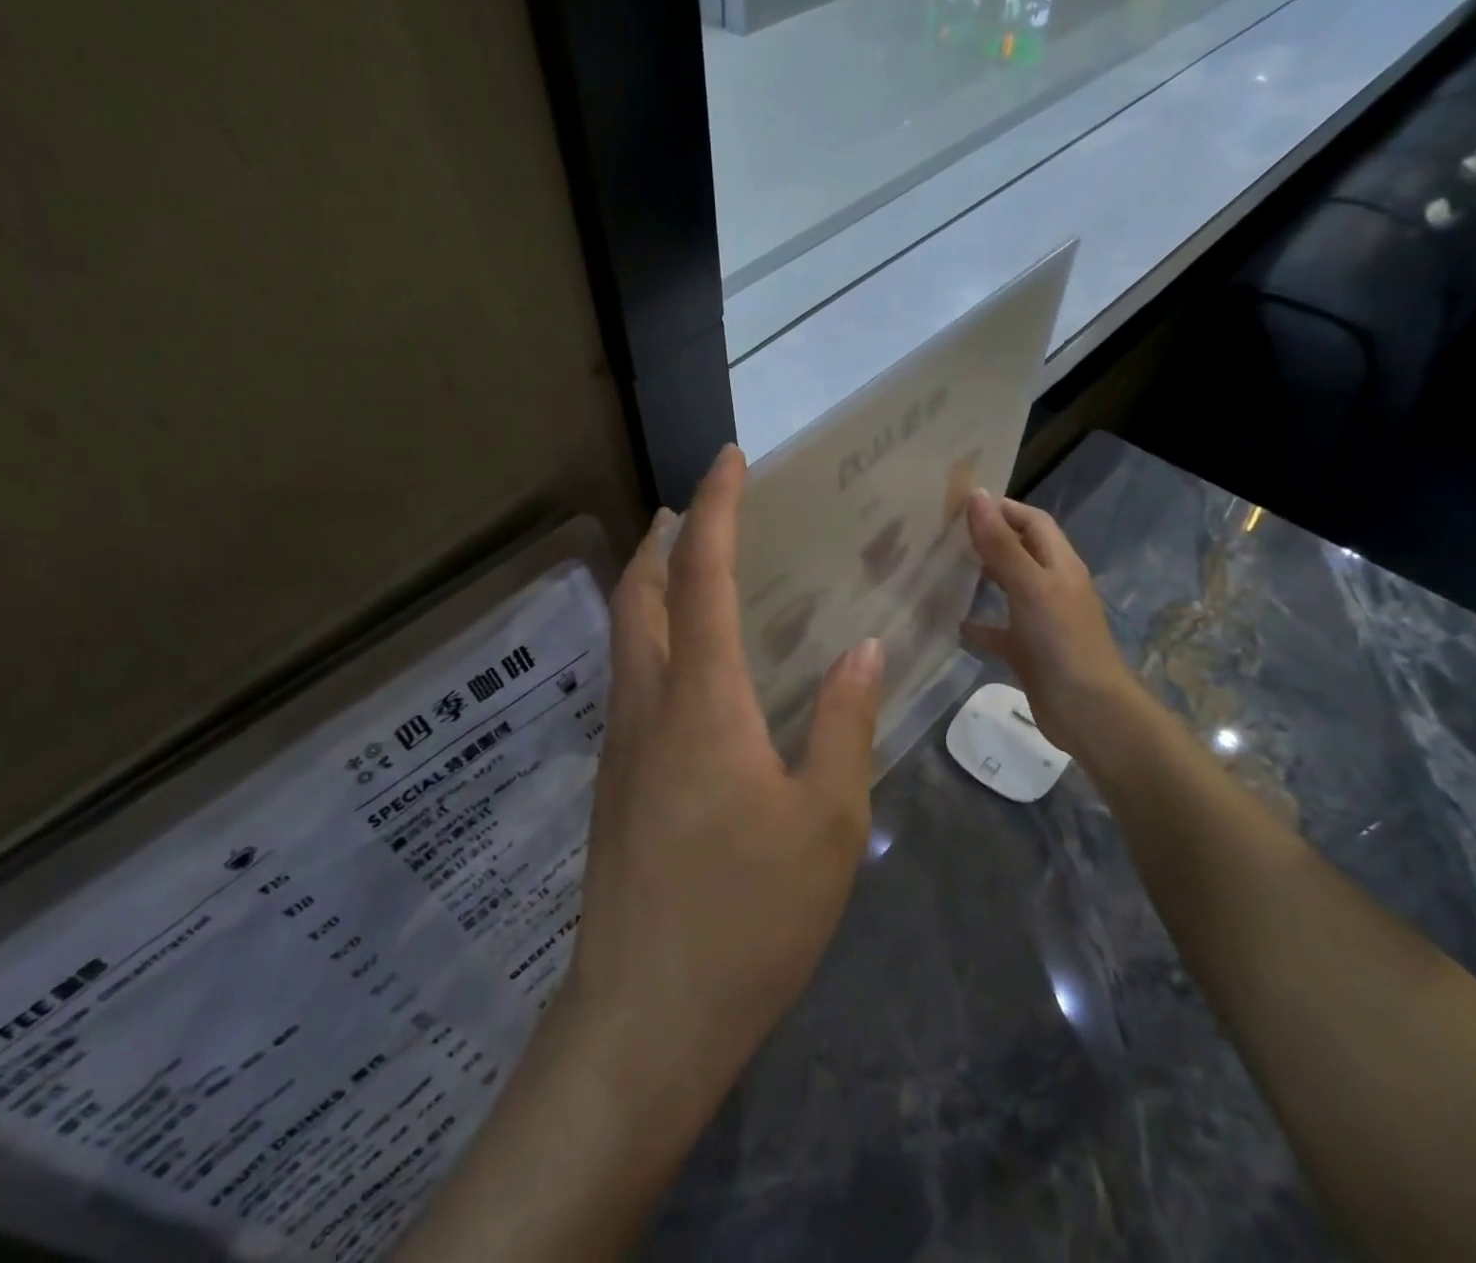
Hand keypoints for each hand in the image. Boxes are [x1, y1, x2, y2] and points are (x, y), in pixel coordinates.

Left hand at [560, 444, 885, 1124]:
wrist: (645, 1017)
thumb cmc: (747, 916)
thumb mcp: (827, 821)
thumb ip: (845, 723)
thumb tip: (862, 649)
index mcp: (701, 700)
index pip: (704, 576)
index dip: (716, 509)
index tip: (729, 460)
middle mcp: (647, 704)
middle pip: (638, 592)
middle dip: (663, 537)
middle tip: (698, 510)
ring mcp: (619, 743)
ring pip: (624, 635)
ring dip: (651, 586)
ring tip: (694, 572)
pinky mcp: (613, 781)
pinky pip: (630, 680)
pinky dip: (653, 640)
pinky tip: (692, 670)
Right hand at [960, 490, 1136, 763]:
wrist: (1087, 710)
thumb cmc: (1061, 640)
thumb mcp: (1030, 585)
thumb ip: (1001, 543)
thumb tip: (977, 496)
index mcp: (1059, 565)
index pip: (1033, 522)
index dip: (1003, 508)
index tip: (961, 504)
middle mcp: (1051, 587)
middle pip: (1019, 551)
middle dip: (987, 539)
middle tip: (942, 533)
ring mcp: (1040, 620)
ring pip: (1007, 588)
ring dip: (980, 577)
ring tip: (940, 568)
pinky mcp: (1027, 650)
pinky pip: (998, 630)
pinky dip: (976, 623)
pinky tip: (950, 622)